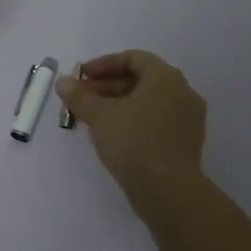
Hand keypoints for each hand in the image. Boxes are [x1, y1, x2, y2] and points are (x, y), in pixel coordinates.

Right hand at [57, 50, 207, 206]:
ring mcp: (188, 119)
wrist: (169, 192)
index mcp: (165, 77)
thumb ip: (79, 96)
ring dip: (117, 105)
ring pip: (147, 102)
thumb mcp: (99, 116)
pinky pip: (156, 120)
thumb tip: (63, 82)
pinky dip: (133, 121)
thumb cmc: (133, 142)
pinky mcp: (186, 142)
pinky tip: (112, 136)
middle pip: (140, 80)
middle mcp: (182, 92)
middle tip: (80, 100)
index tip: (80, 78)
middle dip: (106, 87)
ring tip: (91, 119)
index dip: (103, 65)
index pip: (133, 58)